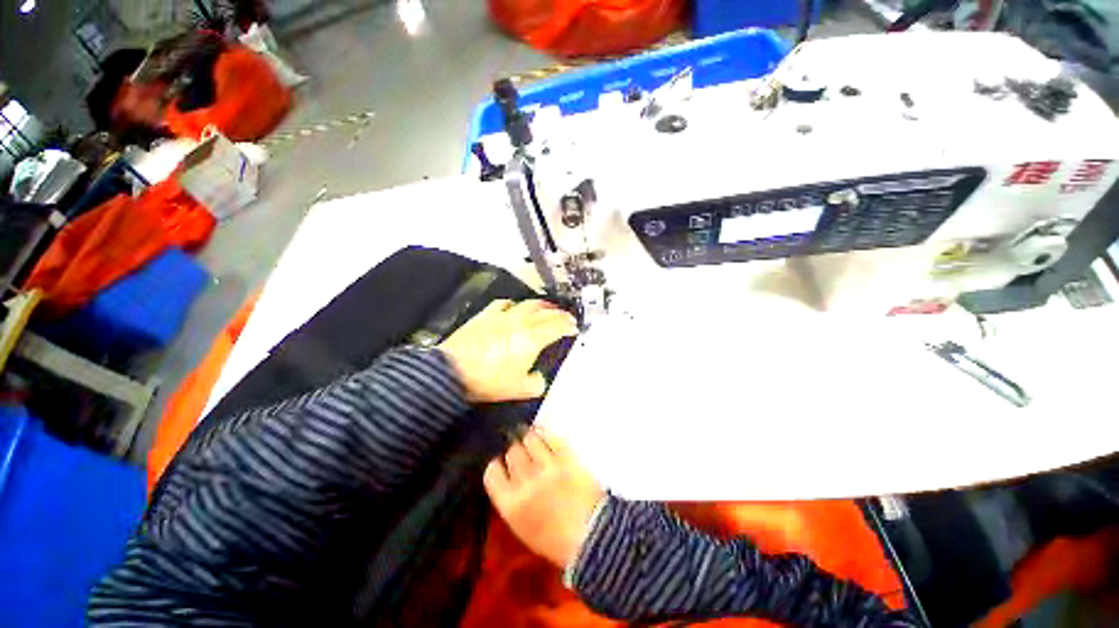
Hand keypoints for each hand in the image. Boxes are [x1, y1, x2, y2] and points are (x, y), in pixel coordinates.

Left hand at [439, 299, 576, 402]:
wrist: (453, 371)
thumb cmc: (489, 381)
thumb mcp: (518, 389)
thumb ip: (536, 384)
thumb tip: (539, 379)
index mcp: (532, 339)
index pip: (556, 327)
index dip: (568, 325)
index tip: (574, 326)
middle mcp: (521, 323)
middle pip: (546, 312)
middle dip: (559, 313)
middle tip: (567, 316)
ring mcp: (503, 316)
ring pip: (528, 304)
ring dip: (542, 305)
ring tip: (547, 307)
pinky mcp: (486, 315)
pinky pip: (504, 304)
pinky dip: (514, 304)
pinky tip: (514, 307)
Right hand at [484, 428, 604, 568]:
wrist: (594, 537)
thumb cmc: (557, 542)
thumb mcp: (523, 529)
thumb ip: (512, 501)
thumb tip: (508, 477)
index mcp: (511, 505)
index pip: (492, 473)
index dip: (498, 466)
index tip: (504, 465)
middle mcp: (526, 481)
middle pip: (512, 452)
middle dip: (516, 452)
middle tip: (523, 454)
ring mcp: (547, 466)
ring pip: (530, 438)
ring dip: (531, 439)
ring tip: (535, 441)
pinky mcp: (567, 456)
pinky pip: (551, 436)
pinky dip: (547, 434)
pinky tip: (547, 436)